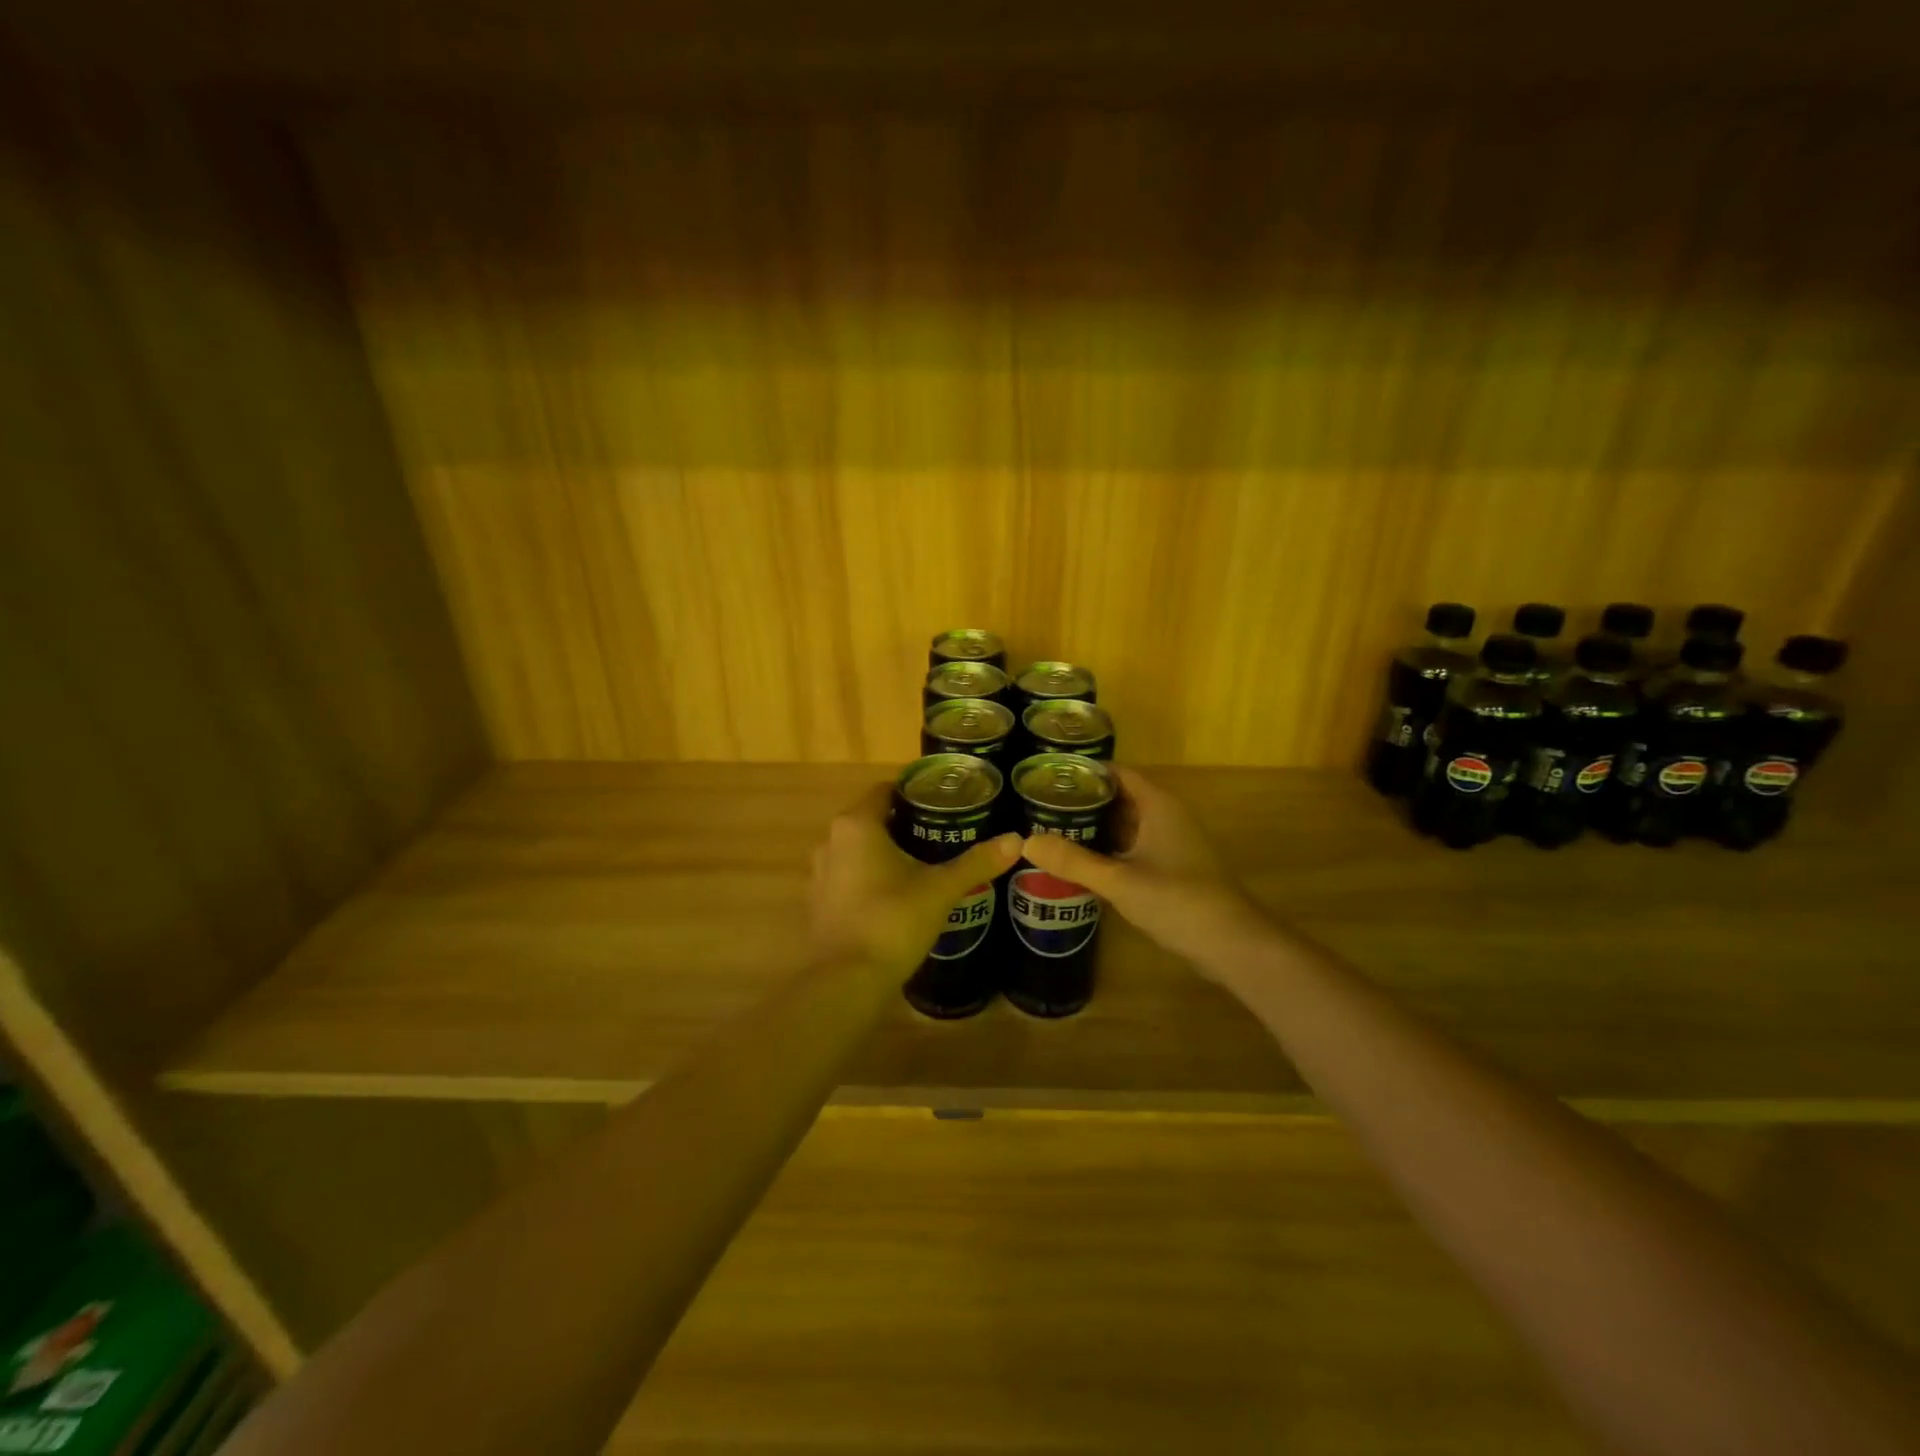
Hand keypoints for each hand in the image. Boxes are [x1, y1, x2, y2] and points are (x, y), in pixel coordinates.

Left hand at [810, 783, 1021, 976]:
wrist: (845, 982)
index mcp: (857, 825)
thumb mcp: (940, 889)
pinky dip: (871, 878)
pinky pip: (849, 877)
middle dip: (906, 824)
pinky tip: (898, 895)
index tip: (945, 801)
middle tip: (945, 832)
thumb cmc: (892, 921)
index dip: (915, 792)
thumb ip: (977, 862)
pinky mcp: (819, 903)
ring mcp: (820, 874)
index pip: (886, 790)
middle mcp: (831, 841)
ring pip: (859, 850)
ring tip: (926, 863)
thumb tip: (1017, 840)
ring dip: (887, 853)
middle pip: (873, 819)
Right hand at [1021, 766, 1273, 976]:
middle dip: (1083, 799)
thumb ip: (1073, 861)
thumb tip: (1025, 842)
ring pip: (1126, 824)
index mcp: (1158, 805)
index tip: (1047, 775)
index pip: (1116, 772)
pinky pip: (1133, 846)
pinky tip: (1081, 860)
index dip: (1084, 771)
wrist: (1232, 944)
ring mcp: (1171, 842)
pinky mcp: (1172, 867)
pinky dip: (1108, 847)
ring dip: (1094, 825)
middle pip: (1119, 796)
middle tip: (1039, 804)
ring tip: (1051, 828)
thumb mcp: (1119, 881)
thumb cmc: (1178, 901)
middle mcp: (1165, 816)